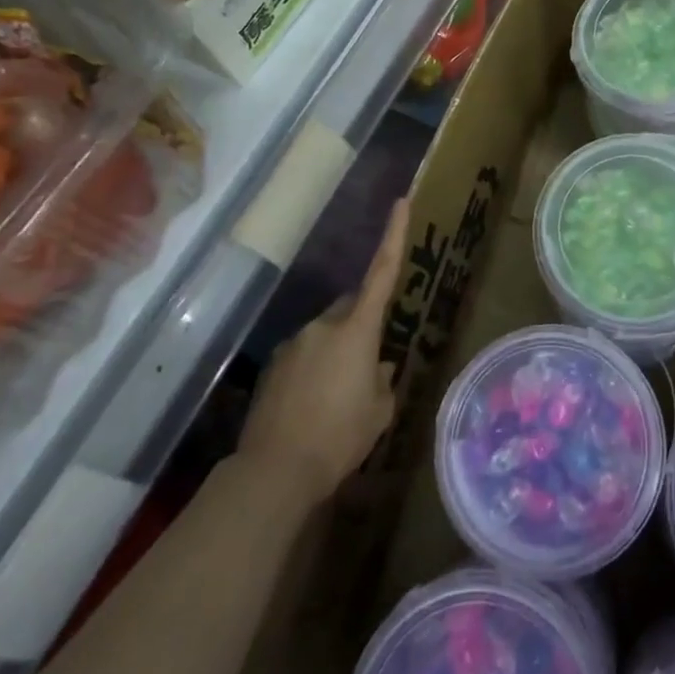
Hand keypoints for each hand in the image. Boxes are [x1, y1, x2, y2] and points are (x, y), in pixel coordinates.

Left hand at [237, 198, 408, 502]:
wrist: (274, 471)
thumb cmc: (340, 437)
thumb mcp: (379, 412)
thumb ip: (383, 381)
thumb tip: (378, 367)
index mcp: (357, 330)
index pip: (381, 273)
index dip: (394, 235)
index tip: (401, 202)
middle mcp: (323, 326)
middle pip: (351, 308)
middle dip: (362, 323)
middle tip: (371, 360)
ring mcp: (293, 344)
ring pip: (326, 335)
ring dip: (337, 352)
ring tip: (340, 397)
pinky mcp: (273, 367)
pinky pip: (304, 356)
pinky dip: (315, 370)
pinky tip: (315, 406)